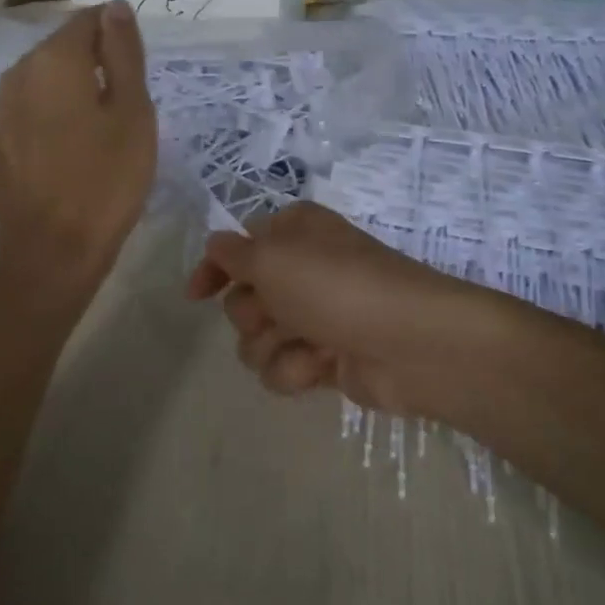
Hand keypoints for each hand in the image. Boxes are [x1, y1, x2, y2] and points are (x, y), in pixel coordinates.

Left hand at [0, 1, 156, 299]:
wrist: (52, 252)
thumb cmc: (106, 182)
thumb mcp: (133, 114)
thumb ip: (124, 54)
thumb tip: (115, 6)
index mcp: (54, 60)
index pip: (87, 20)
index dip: (115, 37)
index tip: (134, 71)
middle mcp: (15, 73)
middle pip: (59, 49)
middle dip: (89, 65)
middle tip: (119, 107)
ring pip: (38, 81)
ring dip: (65, 92)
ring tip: (91, 131)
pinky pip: (22, 112)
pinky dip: (44, 117)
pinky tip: (61, 150)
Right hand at [186, 202, 513, 420]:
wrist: (410, 343)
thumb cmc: (338, 287)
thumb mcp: (273, 257)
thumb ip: (233, 253)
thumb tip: (216, 246)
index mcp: (293, 234)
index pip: (237, 247)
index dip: (213, 269)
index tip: (195, 295)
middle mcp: (302, 272)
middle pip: (242, 299)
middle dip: (253, 314)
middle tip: (279, 314)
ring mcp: (314, 317)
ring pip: (257, 340)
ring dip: (273, 347)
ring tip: (307, 345)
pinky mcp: (324, 358)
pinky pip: (283, 368)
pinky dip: (297, 370)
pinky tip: (322, 367)